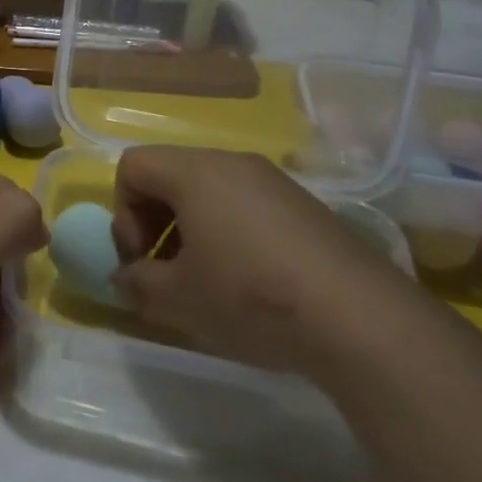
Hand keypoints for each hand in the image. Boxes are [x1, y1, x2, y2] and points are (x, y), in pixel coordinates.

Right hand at [110, 146, 413, 379]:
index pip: (133, 166)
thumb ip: (136, 283)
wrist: (358, 317)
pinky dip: (230, 235)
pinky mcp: (304, 206)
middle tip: (167, 274)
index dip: (122, 213)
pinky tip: (251, 284)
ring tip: (208, 283)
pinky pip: (246, 206)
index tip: (141, 261)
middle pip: (170, 175)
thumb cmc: (250, 296)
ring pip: (209, 192)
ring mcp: (273, 181)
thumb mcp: (178, 299)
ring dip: (192, 231)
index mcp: (195, 171)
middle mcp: (232, 163)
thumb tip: (123, 278)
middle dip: (154, 223)